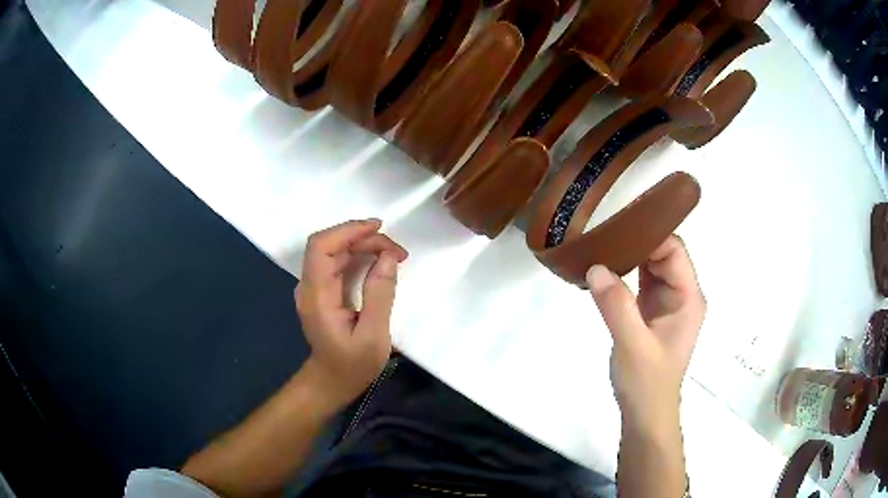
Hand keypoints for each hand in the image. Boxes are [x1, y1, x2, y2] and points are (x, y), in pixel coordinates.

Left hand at [295, 219, 408, 407]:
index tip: (379, 228)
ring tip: (394, 255)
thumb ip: (379, 295)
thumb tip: (388, 258)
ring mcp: (314, 288)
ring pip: (334, 251)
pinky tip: (378, 261)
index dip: (347, 230)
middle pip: (330, 245)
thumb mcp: (373, 336)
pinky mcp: (322, 291)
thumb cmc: (352, 366)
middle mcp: (309, 286)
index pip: (321, 247)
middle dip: (364, 239)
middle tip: (398, 253)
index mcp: (316, 296)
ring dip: (363, 246)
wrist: (330, 382)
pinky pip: (338, 263)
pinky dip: (359, 256)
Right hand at [587, 235, 705, 427]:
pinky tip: (605, 267)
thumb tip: (595, 267)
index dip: (650, 235)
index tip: (618, 226)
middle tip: (602, 233)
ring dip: (629, 255)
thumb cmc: (647, 382)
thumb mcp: (633, 345)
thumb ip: (617, 306)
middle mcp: (681, 294)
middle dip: (637, 242)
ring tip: (600, 244)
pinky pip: (640, 280)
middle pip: (663, 253)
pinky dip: (624, 272)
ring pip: (651, 265)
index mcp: (688, 297)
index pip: (674, 251)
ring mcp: (666, 302)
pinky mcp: (651, 311)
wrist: (645, 413)